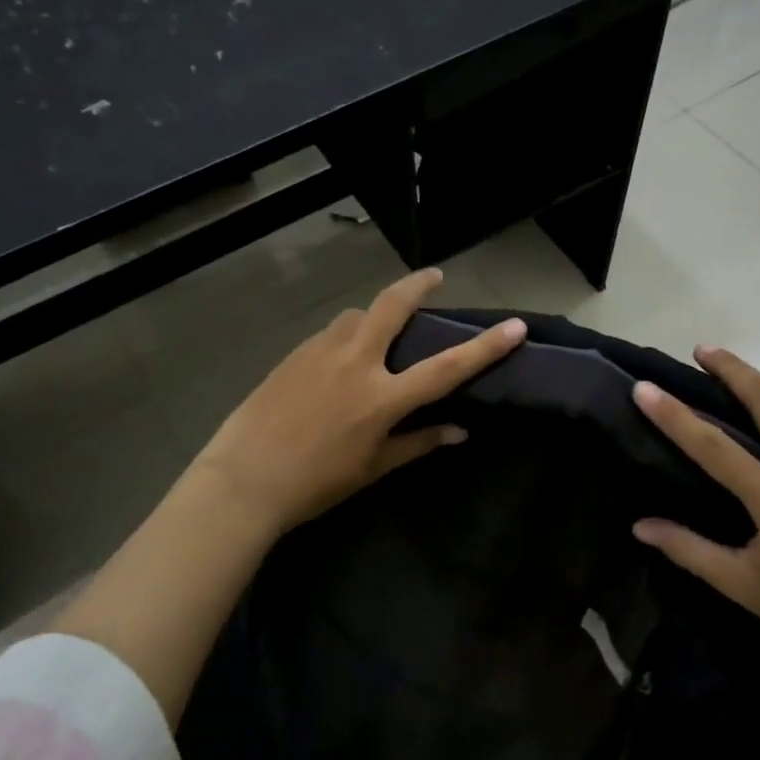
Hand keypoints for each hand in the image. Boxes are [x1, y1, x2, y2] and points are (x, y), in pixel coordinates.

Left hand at [190, 268, 525, 535]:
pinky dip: (346, 334)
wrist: (244, 478)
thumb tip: (459, 431)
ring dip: (375, 314)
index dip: (486, 348)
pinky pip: (330, 332)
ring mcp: (321, 351)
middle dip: (419, 284)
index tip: (515, 327)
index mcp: (381, 398)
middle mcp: (355, 362)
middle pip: (393, 306)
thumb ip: (418, 443)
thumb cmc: (315, 483)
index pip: (446, 367)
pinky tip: (340, 357)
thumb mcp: (373, 468)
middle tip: (434, 277)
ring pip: (357, 315)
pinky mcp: (295, 353)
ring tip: (379, 329)